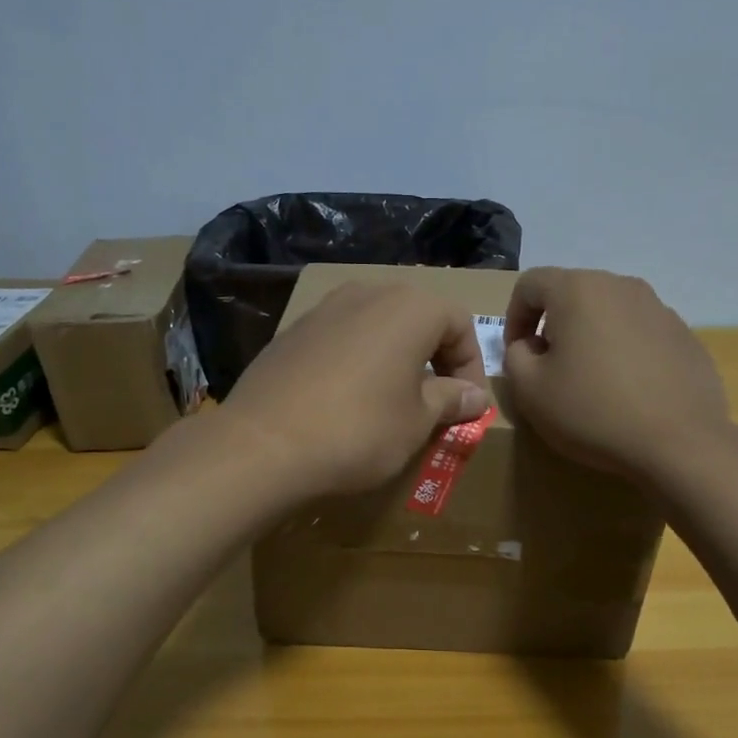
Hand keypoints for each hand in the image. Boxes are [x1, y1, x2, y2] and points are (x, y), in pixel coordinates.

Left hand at [222, 279, 490, 498]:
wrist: (263, 444)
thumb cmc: (359, 430)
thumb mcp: (418, 422)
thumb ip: (451, 400)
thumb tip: (474, 396)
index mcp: (410, 307)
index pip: (459, 323)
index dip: (472, 366)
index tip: (469, 406)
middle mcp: (368, 293)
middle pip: (417, 318)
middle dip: (435, 358)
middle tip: (437, 402)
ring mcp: (324, 309)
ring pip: (377, 327)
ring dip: (395, 359)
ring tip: (393, 402)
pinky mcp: (292, 331)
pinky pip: (341, 339)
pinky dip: (358, 362)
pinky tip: (347, 401)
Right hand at [502, 267, 729, 481]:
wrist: (679, 443)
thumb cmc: (592, 411)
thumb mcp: (529, 390)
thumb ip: (515, 356)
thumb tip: (530, 345)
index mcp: (578, 290)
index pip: (530, 284)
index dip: (513, 317)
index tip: (517, 354)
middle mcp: (621, 286)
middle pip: (573, 293)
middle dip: (553, 325)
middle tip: (550, 368)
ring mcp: (660, 308)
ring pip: (609, 313)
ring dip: (591, 338)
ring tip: (591, 381)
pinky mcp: (685, 336)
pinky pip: (640, 334)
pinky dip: (624, 353)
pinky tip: (627, 392)